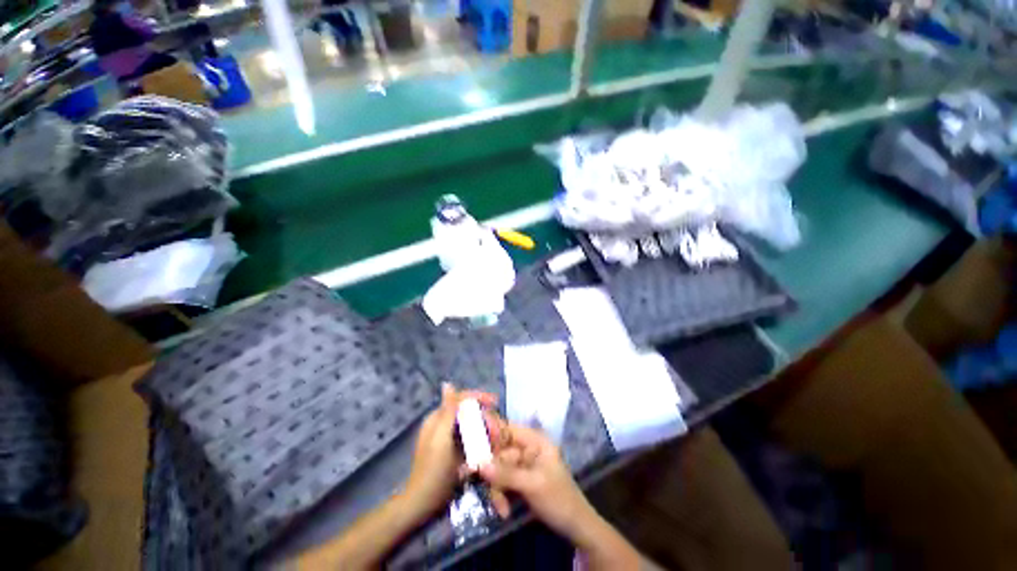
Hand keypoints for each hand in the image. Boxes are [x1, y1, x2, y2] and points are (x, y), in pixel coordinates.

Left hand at [401, 383, 495, 519]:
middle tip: (497, 430)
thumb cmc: (432, 471)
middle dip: (484, 418)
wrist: (423, 505)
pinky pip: (471, 440)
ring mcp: (449, 438)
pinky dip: (480, 443)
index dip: (478, 397)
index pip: (460, 398)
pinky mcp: (454, 451)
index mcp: (437, 418)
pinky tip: (488, 449)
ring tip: (496, 440)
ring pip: (471, 425)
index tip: (495, 402)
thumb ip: (447, 411)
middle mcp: (443, 424)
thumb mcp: (440, 439)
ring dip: (485, 431)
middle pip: (468, 412)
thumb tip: (447, 383)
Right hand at [478, 422, 597, 540]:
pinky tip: (504, 511)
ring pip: (498, 469)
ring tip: (500, 508)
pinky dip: (501, 495)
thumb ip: (505, 474)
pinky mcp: (520, 480)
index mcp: (534, 441)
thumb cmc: (558, 499)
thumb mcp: (532, 485)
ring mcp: (523, 465)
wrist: (576, 527)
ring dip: (496, 488)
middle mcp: (527, 448)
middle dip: (490, 470)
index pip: (507, 429)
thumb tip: (479, 464)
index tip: (468, 438)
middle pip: (499, 451)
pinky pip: (502, 481)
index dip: (488, 431)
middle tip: (468, 478)